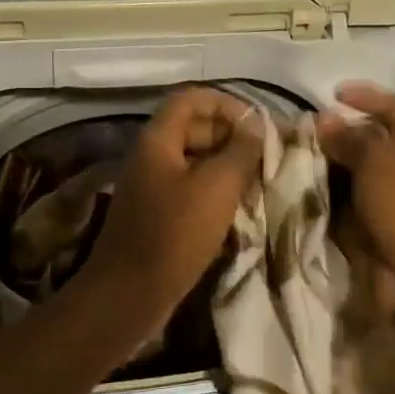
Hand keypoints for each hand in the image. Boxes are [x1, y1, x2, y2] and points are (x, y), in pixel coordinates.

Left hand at [75, 87, 266, 343]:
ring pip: (195, 160)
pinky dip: (215, 191)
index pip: (192, 98)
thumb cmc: (174, 235)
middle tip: (265, 157)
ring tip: (259, 182)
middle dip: (232, 136)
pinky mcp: (158, 215)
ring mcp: (153, 187)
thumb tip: (257, 124)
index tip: (258, 125)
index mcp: (158, 140)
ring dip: (228, 165)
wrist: (129, 295)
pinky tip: (240, 208)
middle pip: (194, 127)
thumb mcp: (217, 187)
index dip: (226, 103)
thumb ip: (241, 151)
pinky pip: (190, 188)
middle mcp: (152, 156)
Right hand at [316, 82, 394, 286]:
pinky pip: (345, 206)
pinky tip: (301, 192)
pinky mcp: (375, 228)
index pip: (393, 108)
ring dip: (327, 168)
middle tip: (301, 132)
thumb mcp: (380, 161)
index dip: (366, 96)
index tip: (334, 93)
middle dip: (338, 135)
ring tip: (292, 160)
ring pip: (353, 175)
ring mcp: (391, 200)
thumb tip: (325, 119)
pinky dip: (326, 199)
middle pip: (370, 142)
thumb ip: (351, 138)